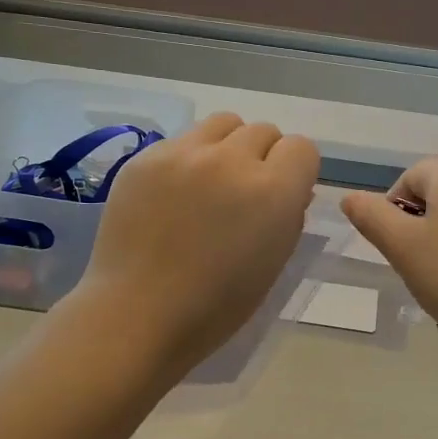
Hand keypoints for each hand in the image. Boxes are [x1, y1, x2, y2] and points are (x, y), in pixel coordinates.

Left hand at [73, 113, 318, 373]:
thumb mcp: (274, 263)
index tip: (283, 194)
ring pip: (223, 124)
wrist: (136, 314)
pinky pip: (182, 141)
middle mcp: (231, 160)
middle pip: (263, 131)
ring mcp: (184, 153)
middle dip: (263, 158)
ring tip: (212, 182)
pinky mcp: (146, 157)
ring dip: (228, 146)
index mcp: (272, 191)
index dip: (296, 171)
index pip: (301, 148)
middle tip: (244, 194)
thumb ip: (288, 216)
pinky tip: (173, 194)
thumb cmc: (215, 306)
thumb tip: (289, 190)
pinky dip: (189, 159)